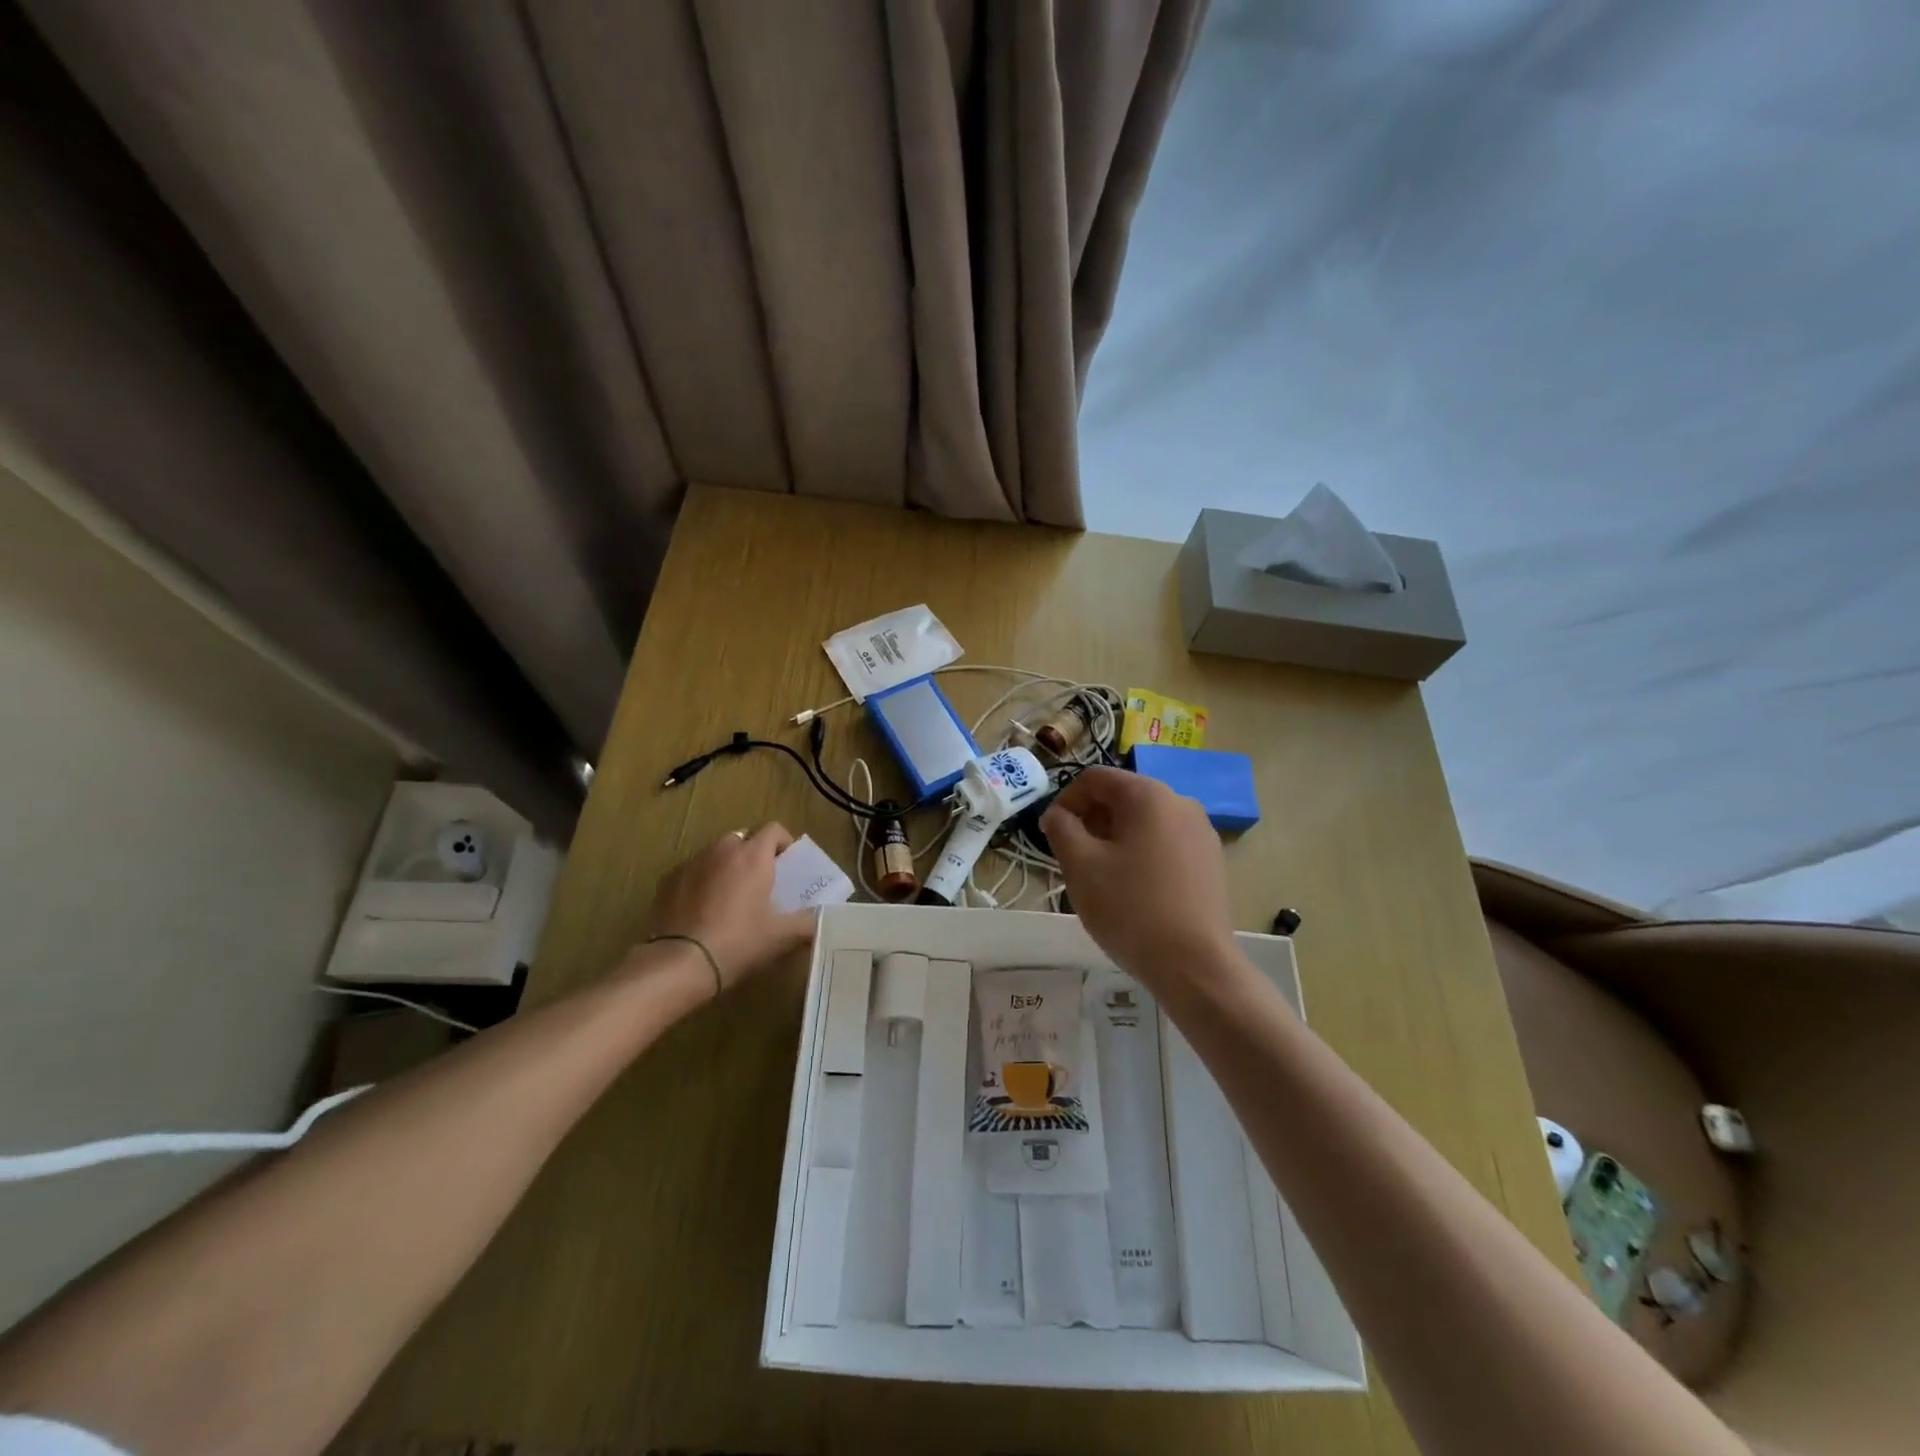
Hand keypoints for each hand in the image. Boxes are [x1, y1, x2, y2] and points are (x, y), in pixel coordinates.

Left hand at [646, 823, 815, 989]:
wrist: (680, 963)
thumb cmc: (739, 942)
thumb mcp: (782, 936)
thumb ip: (808, 922)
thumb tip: (821, 919)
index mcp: (753, 855)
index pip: (774, 829)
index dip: (784, 843)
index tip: (788, 866)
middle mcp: (722, 849)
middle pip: (744, 838)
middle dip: (754, 854)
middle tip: (761, 883)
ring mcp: (692, 862)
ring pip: (716, 853)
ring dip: (727, 866)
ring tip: (731, 897)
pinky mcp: (668, 880)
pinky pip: (693, 871)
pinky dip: (702, 881)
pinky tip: (703, 910)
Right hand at [1041, 767, 1235, 985]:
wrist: (1195, 965)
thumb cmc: (1130, 908)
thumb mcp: (1081, 865)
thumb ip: (1061, 828)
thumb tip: (1058, 815)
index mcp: (1149, 795)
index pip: (1095, 778)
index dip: (1065, 800)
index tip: (1049, 834)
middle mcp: (1181, 802)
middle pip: (1122, 797)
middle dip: (1090, 821)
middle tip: (1071, 857)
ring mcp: (1201, 832)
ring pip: (1144, 822)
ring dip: (1114, 839)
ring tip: (1099, 876)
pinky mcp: (1211, 861)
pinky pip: (1165, 843)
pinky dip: (1140, 854)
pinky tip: (1132, 889)